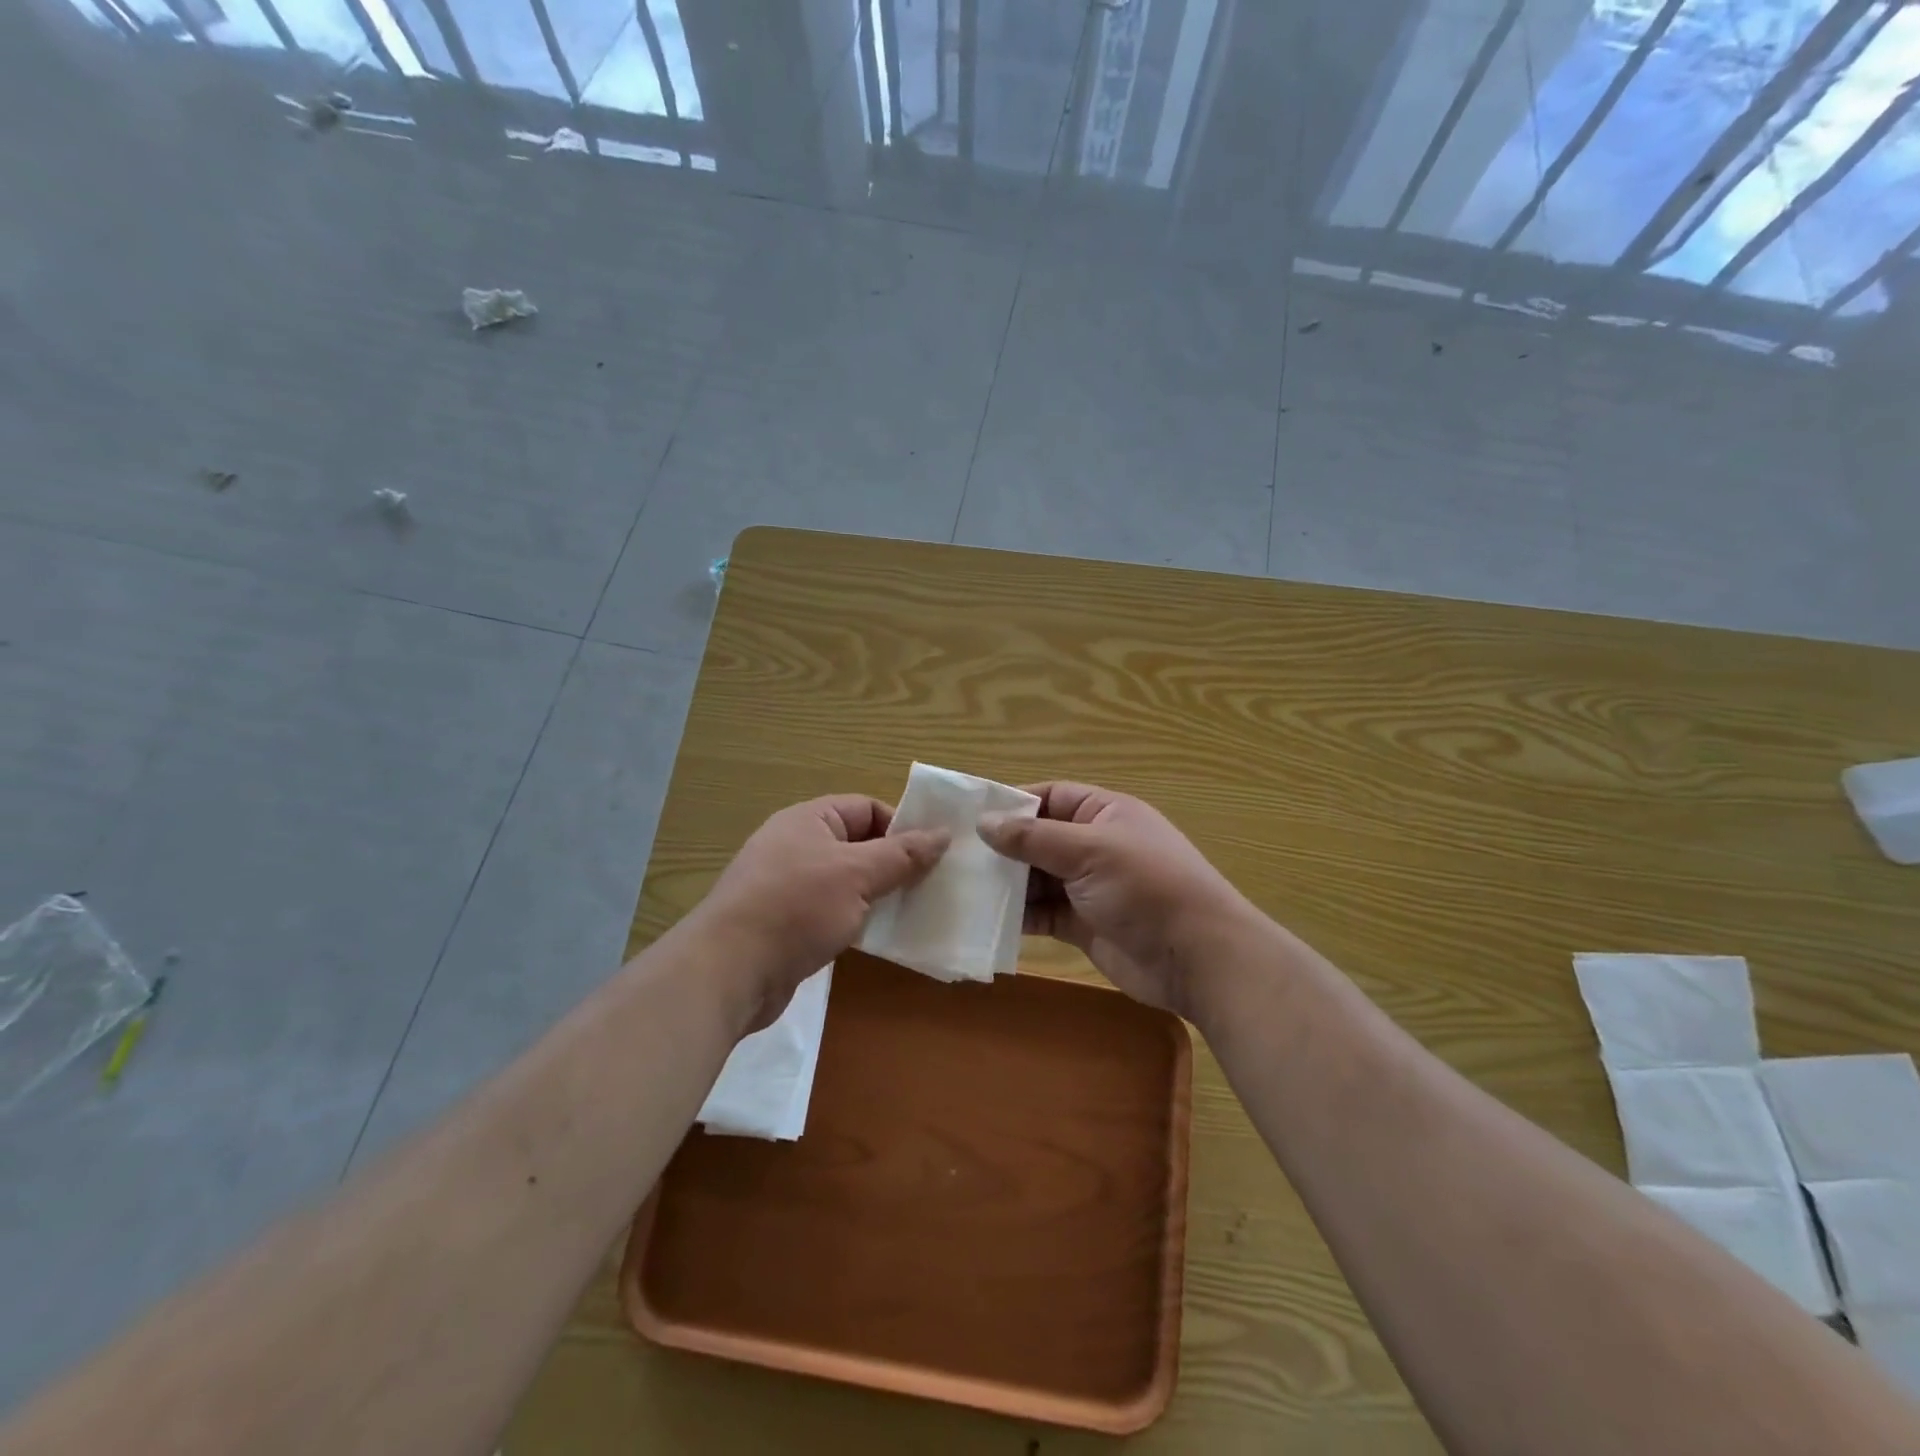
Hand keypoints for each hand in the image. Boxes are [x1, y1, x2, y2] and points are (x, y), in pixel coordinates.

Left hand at [698, 795, 948, 1031]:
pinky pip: (831, 911)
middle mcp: (796, 845)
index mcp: (809, 819)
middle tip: (929, 886)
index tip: (931, 855)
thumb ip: (902, 855)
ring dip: (876, 895)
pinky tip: (877, 938)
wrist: (729, 970)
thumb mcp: (857, 874)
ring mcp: (788, 885)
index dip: (901, 827)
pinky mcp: (786, 923)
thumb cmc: (796, 907)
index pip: (867, 808)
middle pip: (858, 845)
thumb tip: (943, 833)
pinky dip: (855, 919)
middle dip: (893, 864)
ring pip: (846, 881)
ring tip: (911, 913)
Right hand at [979, 783, 1252, 1019]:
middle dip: (1003, 848)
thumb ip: (1034, 838)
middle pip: (1039, 839)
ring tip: (963, 888)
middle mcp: (1095, 846)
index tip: (970, 817)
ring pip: (1038, 878)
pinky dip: (1019, 916)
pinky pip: (1043, 914)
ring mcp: (1090, 887)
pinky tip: (987, 919)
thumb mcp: (1090, 851)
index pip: (1050, 797)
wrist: (1198, 958)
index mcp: (1104, 813)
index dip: (1012, 804)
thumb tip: (984, 822)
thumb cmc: (1147, 887)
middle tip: (956, 856)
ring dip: (1007, 884)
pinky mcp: (1084, 925)